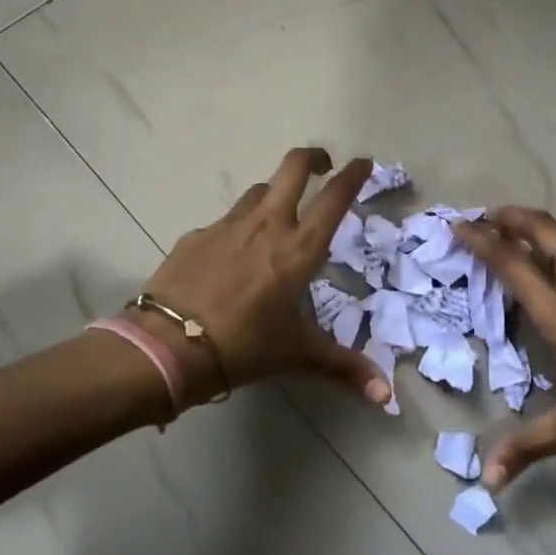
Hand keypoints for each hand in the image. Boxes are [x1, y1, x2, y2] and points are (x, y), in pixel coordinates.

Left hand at [136, 148, 393, 409]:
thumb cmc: (245, 346)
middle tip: (322, 166)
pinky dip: (237, 228)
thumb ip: (344, 367)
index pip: (334, 197)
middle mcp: (267, 224)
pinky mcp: (196, 236)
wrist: (169, 346)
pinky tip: (231, 256)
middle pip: (294, 167)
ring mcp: (228, 225)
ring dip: (274, 193)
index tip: (362, 163)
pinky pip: (225, 222)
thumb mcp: (298, 354)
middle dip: (313, 158)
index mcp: (299, 248)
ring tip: (278, 213)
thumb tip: (386, 396)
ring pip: (258, 191)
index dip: (352, 175)